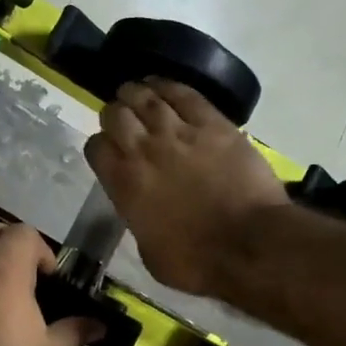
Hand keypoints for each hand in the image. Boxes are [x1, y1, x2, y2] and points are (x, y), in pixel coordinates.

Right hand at [85, 79, 287, 296]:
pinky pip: (185, 95)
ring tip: (135, 91)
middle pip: (116, 115)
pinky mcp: (214, 125)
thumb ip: (138, 219)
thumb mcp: (149, 251)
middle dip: (114, 113)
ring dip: (136, 92)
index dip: (100, 146)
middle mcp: (144, 151)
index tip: (108, 151)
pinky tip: (161, 84)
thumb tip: (142, 209)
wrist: (249, 245)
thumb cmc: (196, 261)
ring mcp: (179, 133)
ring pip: (146, 98)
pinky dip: (169, 86)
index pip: (96, 148)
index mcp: (124, 184)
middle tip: (121, 117)